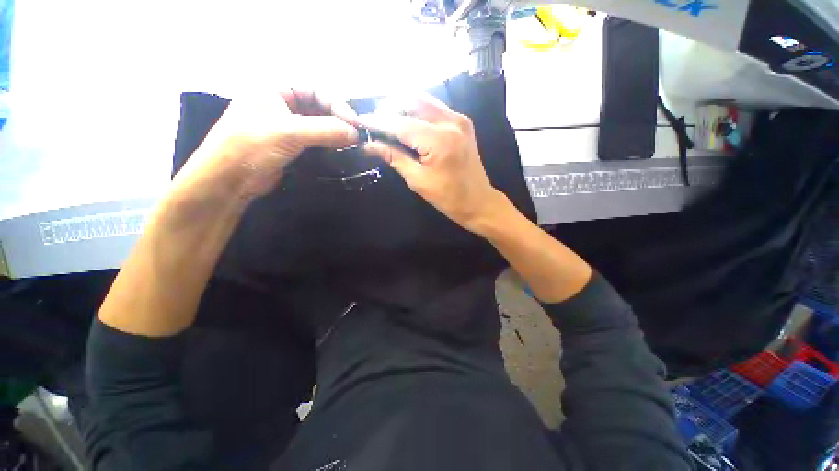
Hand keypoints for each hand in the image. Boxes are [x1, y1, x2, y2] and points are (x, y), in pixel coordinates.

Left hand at [174, 89, 358, 202]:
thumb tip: (356, 133)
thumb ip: (325, 130)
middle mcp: (281, 105)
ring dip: (335, 134)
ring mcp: (285, 126)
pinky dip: (328, 145)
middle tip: (356, 136)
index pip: (315, 90)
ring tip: (352, 145)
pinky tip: (339, 152)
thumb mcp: (288, 133)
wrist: (228, 181)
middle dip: (338, 120)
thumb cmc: (251, 147)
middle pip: (318, 107)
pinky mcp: (290, 146)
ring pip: (318, 125)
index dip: (337, 104)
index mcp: (274, 89)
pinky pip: (314, 141)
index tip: (355, 124)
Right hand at [358, 94, 503, 232]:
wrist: (478, 202)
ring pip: (424, 100)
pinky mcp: (463, 123)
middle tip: (374, 121)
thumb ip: (394, 157)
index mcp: (439, 140)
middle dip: (390, 108)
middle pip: (413, 101)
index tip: (360, 121)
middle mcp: (451, 122)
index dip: (379, 122)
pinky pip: (435, 108)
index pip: (401, 124)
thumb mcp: (418, 180)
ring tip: (387, 119)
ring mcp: (459, 119)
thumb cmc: (448, 198)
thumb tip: (370, 145)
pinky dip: (418, 110)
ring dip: (403, 106)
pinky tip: (407, 120)